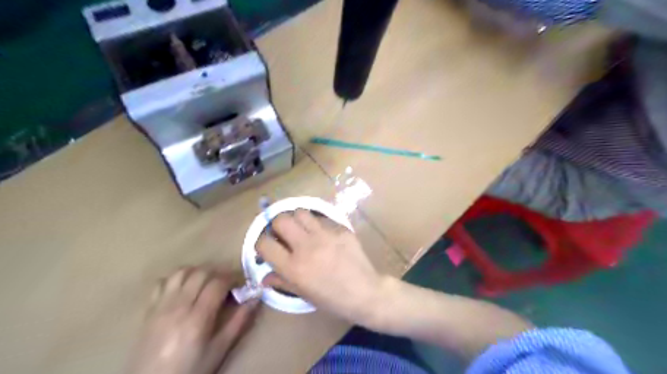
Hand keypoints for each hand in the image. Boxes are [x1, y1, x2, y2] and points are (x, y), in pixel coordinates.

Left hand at [127, 267, 260, 372]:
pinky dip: (176, 278)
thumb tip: (256, 298)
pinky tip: (184, 287)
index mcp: (198, 317)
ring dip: (197, 271)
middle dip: (218, 272)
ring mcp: (161, 306)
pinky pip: (162, 282)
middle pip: (200, 273)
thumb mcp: (219, 349)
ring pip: (181, 272)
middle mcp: (178, 306)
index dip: (233, 277)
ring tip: (207, 281)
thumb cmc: (191, 369)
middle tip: (227, 282)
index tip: (241, 283)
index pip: (217, 283)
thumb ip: (239, 322)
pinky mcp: (149, 309)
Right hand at [258, 209, 389, 325]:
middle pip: (281, 220)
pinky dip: (317, 224)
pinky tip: (324, 235)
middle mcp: (306, 246)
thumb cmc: (332, 299)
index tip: (267, 246)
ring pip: (301, 212)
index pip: (264, 244)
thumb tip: (263, 277)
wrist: (365, 292)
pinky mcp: (340, 229)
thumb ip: (281, 282)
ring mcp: (325, 235)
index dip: (261, 243)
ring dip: (297, 219)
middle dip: (277, 225)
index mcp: (294, 267)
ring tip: (302, 229)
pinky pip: (322, 219)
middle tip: (284, 233)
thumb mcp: (303, 294)